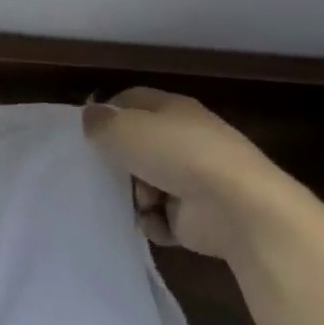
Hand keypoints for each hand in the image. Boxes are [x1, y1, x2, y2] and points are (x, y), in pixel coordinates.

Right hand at [81, 89, 306, 261]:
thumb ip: (100, 123)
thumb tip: (91, 117)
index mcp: (172, 109)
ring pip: (146, 184)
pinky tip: (155, 222)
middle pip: (137, 146)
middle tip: (101, 172)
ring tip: (139, 202)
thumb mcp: (124, 129)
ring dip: (135, 196)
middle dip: (119, 162)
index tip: (87, 132)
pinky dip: (154, 222)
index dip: (107, 113)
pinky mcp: (197, 216)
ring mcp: (193, 179)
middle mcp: (184, 140)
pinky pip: (160, 217)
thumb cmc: (176, 154)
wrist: (236, 208)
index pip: (131, 101)